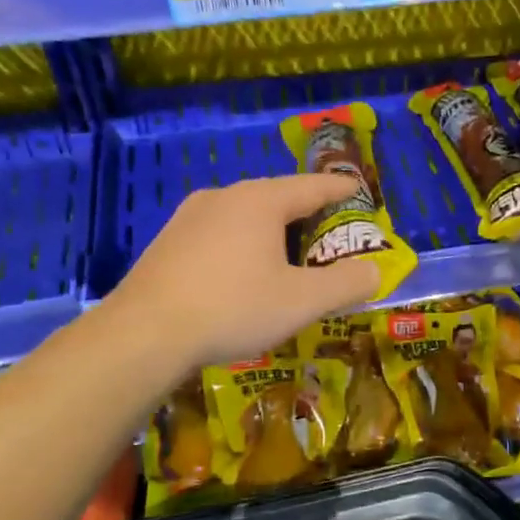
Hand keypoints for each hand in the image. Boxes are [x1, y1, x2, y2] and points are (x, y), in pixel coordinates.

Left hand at [113, 175, 381, 371]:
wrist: (144, 334)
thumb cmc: (233, 308)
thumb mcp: (303, 301)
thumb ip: (347, 284)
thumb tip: (375, 272)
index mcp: (261, 200)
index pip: (313, 186)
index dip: (341, 190)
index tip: (359, 191)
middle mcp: (224, 197)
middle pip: (278, 198)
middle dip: (307, 215)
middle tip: (329, 236)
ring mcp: (189, 217)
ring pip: (245, 216)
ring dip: (273, 233)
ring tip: (289, 258)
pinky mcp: (168, 242)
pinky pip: (219, 234)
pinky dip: (243, 246)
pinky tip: (243, 275)